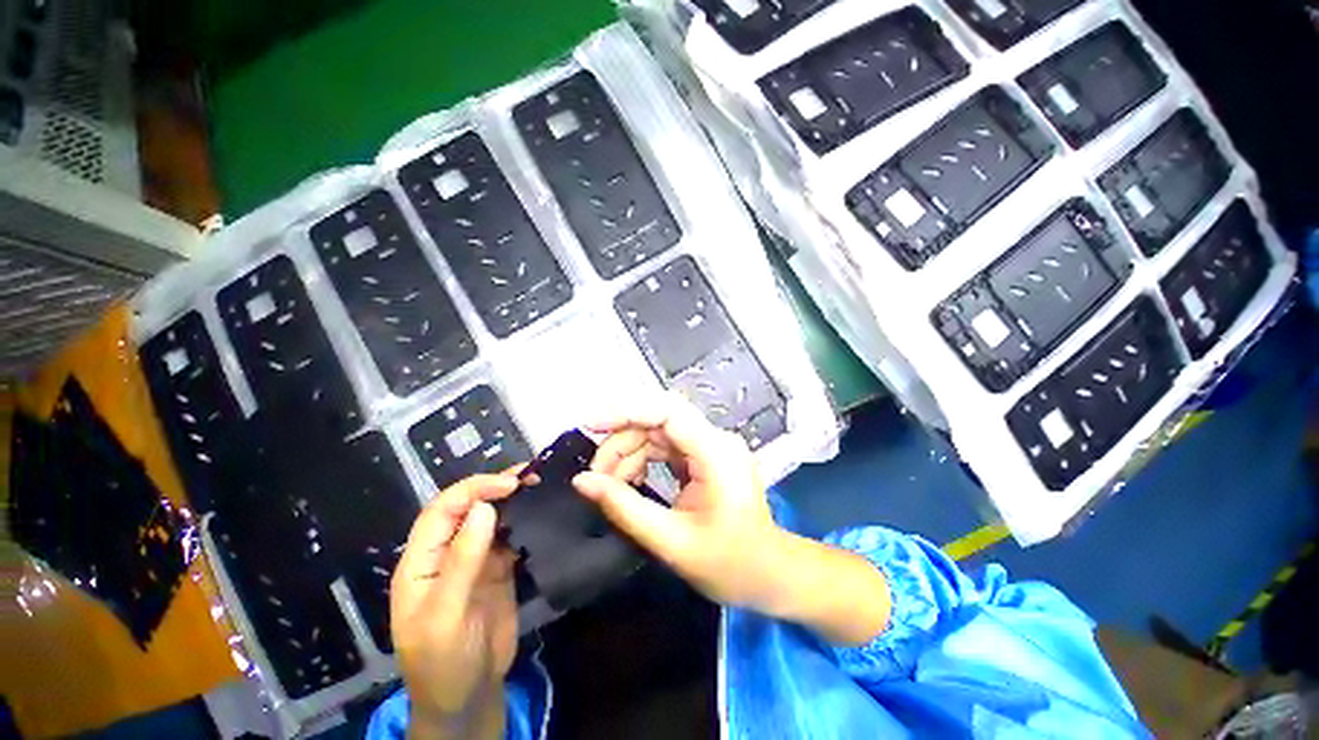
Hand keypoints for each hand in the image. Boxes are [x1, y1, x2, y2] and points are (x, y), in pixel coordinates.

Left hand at [390, 474, 519, 739]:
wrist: (469, 698)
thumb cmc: (443, 662)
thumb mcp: (445, 617)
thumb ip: (461, 562)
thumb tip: (483, 509)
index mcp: (421, 562)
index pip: (443, 510)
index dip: (473, 490)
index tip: (509, 484)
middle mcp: (446, 553)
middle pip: (467, 507)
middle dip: (495, 486)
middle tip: (531, 474)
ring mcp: (475, 560)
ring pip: (492, 518)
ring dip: (514, 500)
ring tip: (541, 483)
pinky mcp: (498, 569)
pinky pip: (511, 537)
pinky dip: (526, 521)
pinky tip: (542, 511)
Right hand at [571, 394, 787, 610]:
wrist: (770, 575)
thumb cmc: (729, 564)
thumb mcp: (671, 542)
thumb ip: (624, 508)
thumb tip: (582, 481)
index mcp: (716, 453)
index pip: (668, 412)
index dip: (627, 412)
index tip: (590, 425)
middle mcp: (715, 439)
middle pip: (659, 420)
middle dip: (622, 441)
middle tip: (595, 474)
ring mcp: (711, 445)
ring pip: (658, 432)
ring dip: (629, 452)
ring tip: (609, 485)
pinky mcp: (705, 455)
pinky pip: (666, 446)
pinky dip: (643, 460)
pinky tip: (631, 482)